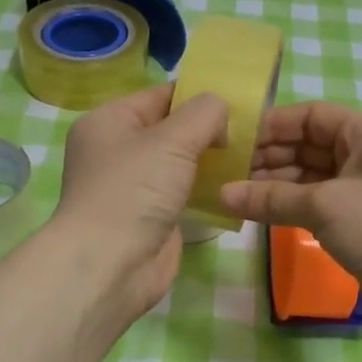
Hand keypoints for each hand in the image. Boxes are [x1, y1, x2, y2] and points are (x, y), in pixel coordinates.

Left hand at [52, 84, 229, 319]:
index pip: (161, 96)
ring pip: (179, 162)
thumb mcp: (171, 140)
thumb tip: (220, 110)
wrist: (109, 266)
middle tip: (252, 130)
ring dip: (210, 160)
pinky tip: (235, 184)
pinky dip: (205, 188)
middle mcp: (117, 150)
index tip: (240, 101)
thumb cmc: (133, 191)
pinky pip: (182, 191)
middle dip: (208, 129)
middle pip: (171, 128)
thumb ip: (203, 114)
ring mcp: (133, 186)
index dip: (199, 96)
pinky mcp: (150, 216)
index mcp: (109, 121)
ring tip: (251, 154)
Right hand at [219, 103, 361, 331]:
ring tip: (237, 193)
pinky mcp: (360, 218)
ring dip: (276, 183)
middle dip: (271, 156)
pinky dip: (291, 204)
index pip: (313, 116)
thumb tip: (222, 195)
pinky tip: (261, 211)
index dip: (275, 125)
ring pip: (311, 175)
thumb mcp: (322, 205)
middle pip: (310, 145)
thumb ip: (270, 197)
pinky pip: (318, 201)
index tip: (237, 140)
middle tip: (229, 171)